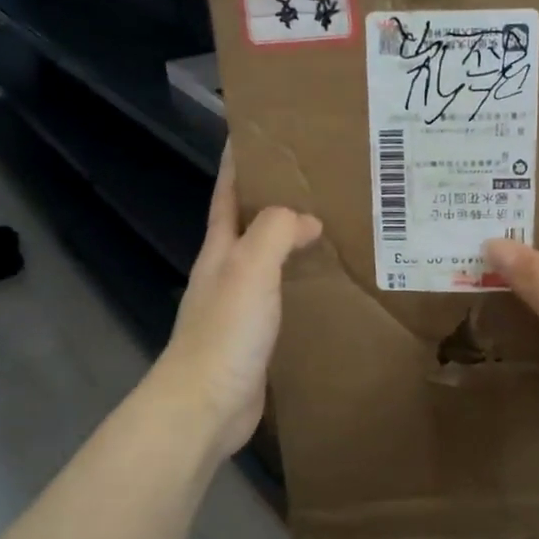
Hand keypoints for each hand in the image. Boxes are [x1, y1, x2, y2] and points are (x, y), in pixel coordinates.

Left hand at [152, 146, 321, 458]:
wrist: (205, 406)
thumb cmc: (225, 332)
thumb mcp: (250, 269)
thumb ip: (275, 233)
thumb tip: (307, 219)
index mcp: (220, 250)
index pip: (228, 193)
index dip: (240, 161)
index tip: (261, 132)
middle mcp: (227, 272)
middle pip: (250, 224)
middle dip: (276, 199)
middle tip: (319, 179)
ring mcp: (240, 306)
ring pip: (269, 261)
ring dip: (292, 242)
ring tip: (333, 226)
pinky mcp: (256, 337)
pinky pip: (282, 297)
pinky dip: (301, 282)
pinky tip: (326, 285)